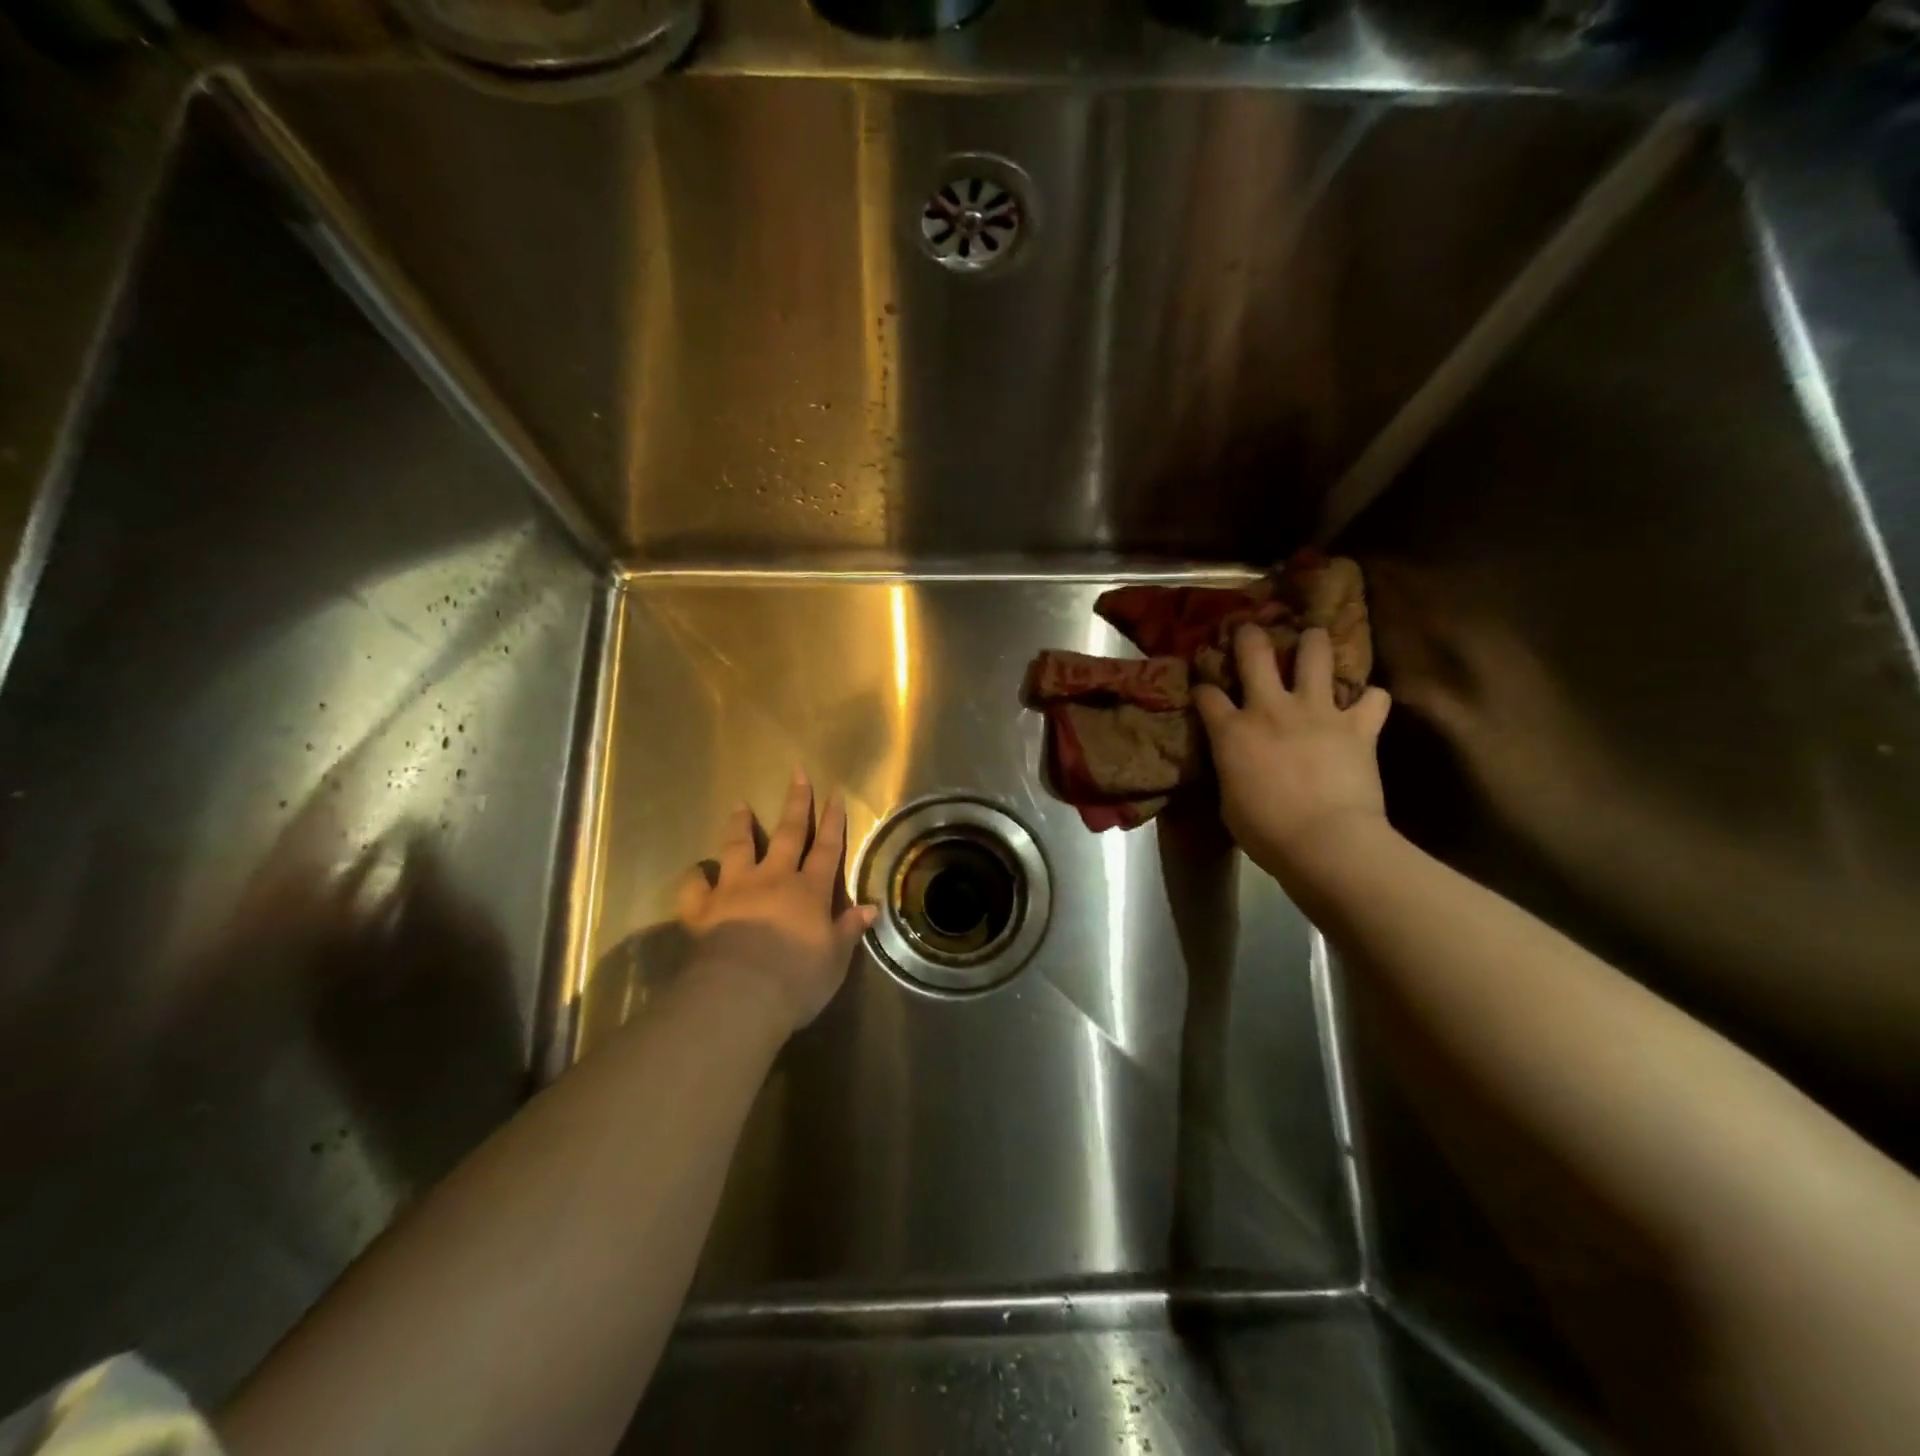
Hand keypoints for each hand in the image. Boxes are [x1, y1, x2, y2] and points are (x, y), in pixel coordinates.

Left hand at [676, 769, 875, 1032]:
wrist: (741, 995)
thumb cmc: (797, 979)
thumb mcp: (835, 959)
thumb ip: (848, 929)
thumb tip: (869, 908)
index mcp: (809, 891)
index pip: (827, 849)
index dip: (833, 821)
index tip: (835, 794)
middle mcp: (773, 879)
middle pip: (788, 835)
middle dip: (795, 803)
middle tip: (797, 774)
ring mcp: (734, 890)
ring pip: (738, 848)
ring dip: (740, 826)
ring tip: (740, 806)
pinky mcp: (702, 909)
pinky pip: (694, 887)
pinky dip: (694, 877)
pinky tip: (696, 871)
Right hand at [1195, 624, 1392, 881]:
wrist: (1326, 842)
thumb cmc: (1265, 832)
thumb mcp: (1229, 801)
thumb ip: (1231, 770)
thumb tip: (1236, 762)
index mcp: (1232, 731)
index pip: (1207, 694)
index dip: (1203, 688)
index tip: (1205, 690)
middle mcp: (1271, 708)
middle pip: (1255, 652)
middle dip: (1250, 636)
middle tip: (1251, 631)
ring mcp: (1317, 711)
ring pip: (1315, 653)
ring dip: (1313, 643)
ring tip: (1313, 642)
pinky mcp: (1358, 725)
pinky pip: (1373, 697)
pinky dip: (1370, 700)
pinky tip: (1366, 706)